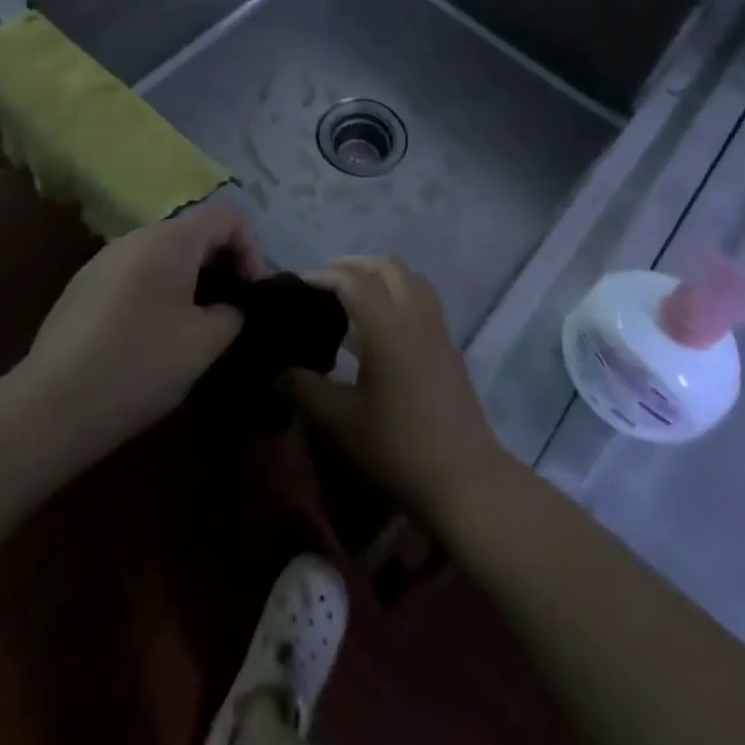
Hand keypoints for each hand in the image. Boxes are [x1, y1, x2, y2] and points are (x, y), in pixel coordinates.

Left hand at [11, 204, 251, 464]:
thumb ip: (232, 313)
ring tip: (195, 323)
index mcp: (170, 241)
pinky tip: (152, 335)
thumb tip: (231, 307)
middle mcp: (135, 238)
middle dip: (222, 263)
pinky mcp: (83, 287)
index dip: (251, 248)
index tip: (251, 292)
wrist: (50, 407)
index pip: (227, 217)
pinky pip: (136, 272)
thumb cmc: (139, 365)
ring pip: (163, 254)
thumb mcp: (204, 343)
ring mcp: (104, 260)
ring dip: (190, 278)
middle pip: (194, 232)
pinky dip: (159, 289)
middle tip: (230, 309)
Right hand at [285, 257, 514, 524]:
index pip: (353, 281)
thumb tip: (281, 374)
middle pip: (388, 267)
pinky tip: (381, 328)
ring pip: (411, 280)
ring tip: (354, 296)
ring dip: (382, 276)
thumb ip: (306, 391)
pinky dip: (400, 295)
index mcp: (387, 327)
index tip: (298, 284)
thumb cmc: (398, 448)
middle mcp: (416, 316)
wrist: (464, 479)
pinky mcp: (448, 348)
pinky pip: (423, 301)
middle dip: (355, 265)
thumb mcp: (342, 423)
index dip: (323, 275)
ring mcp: (438, 330)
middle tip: (326, 281)